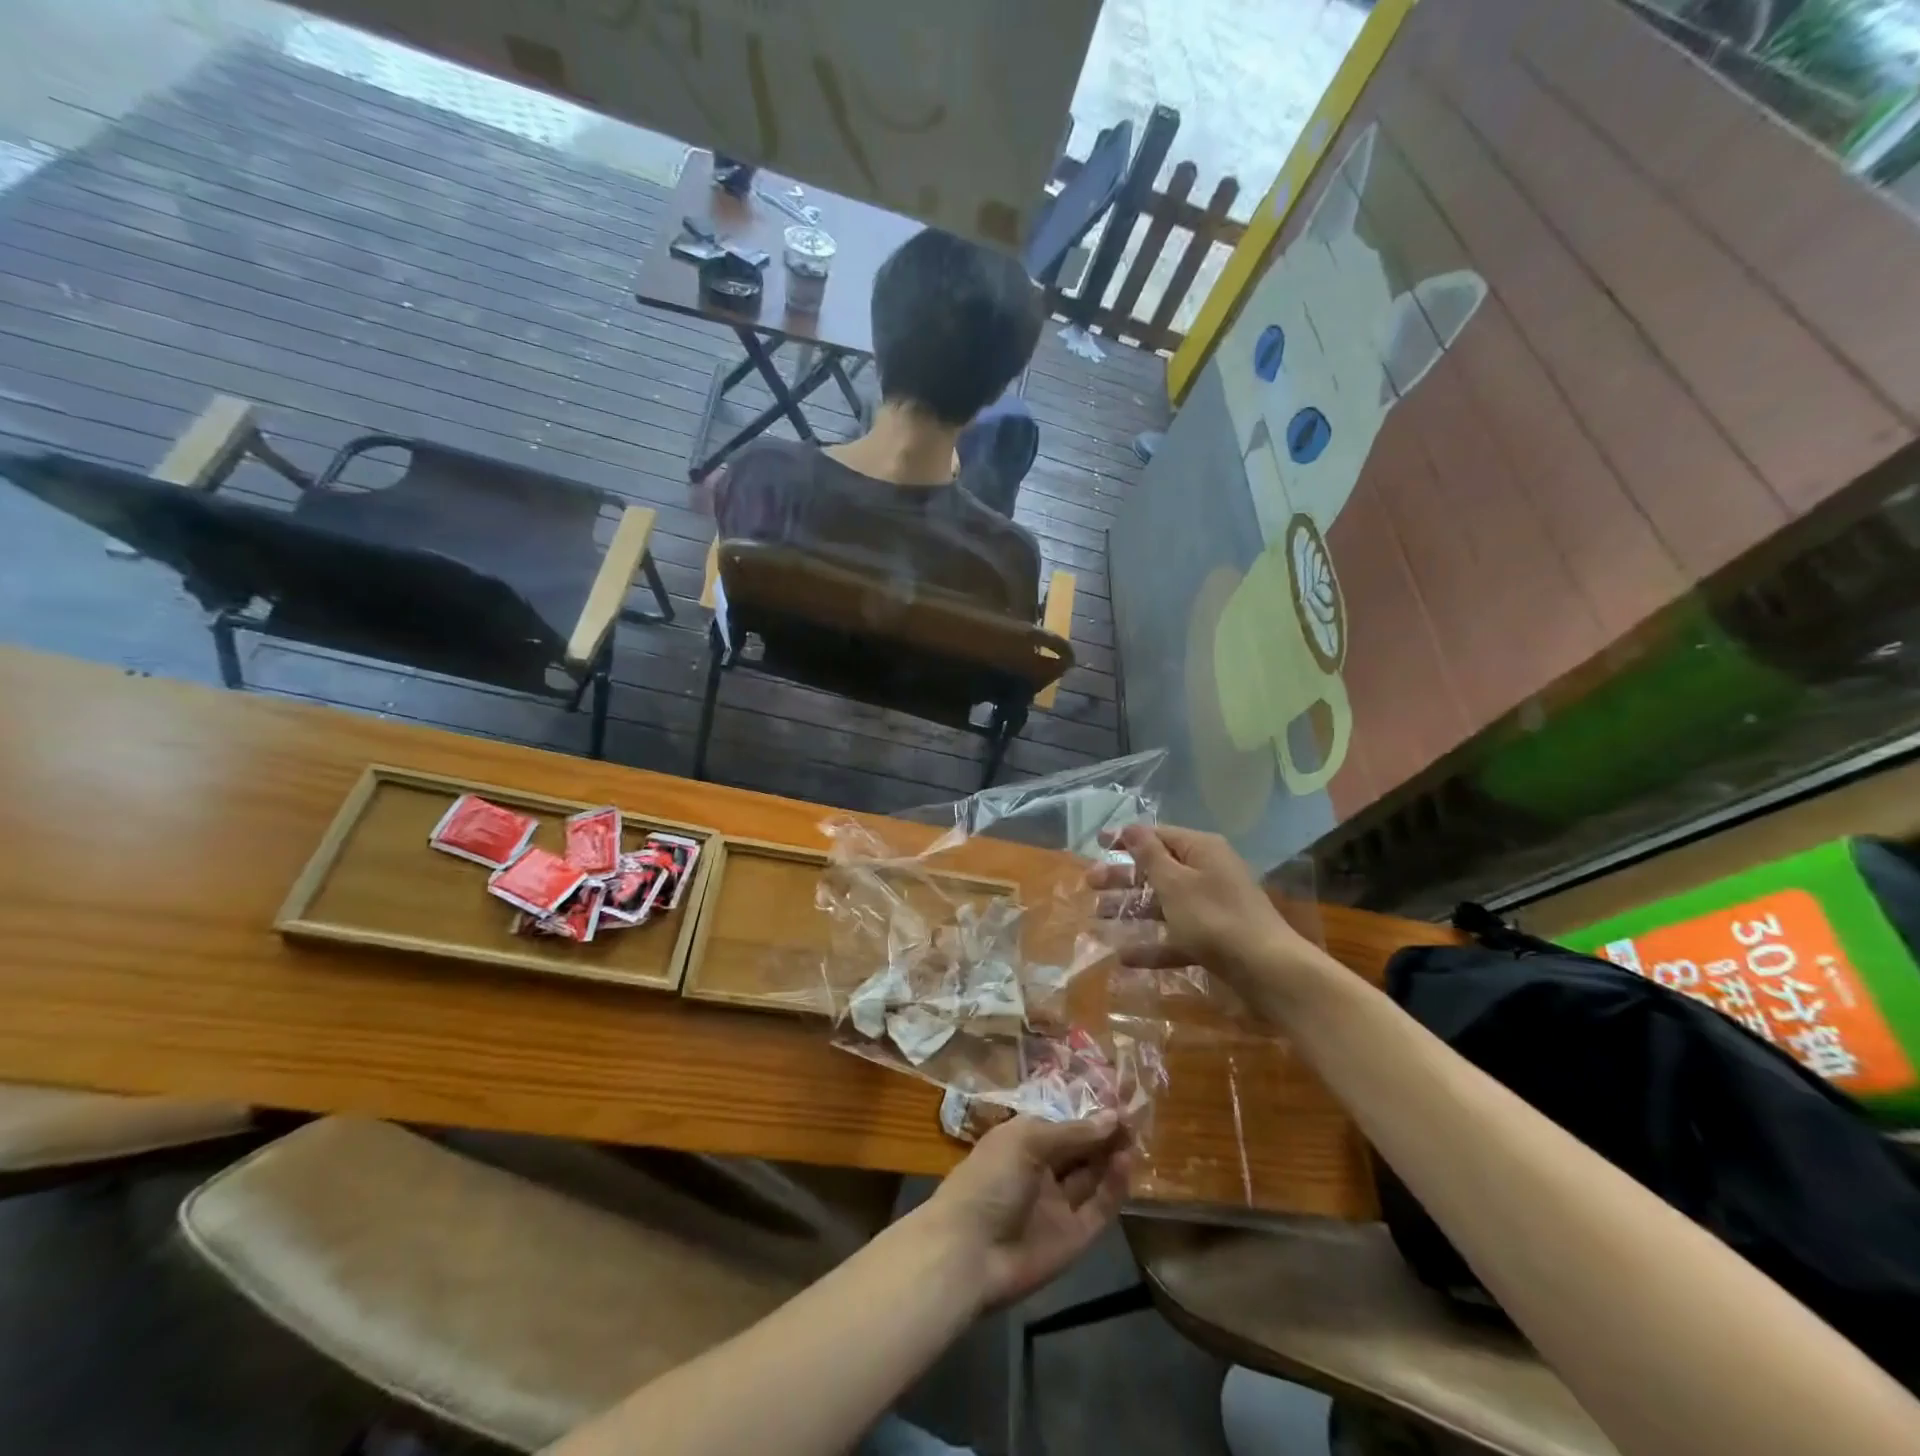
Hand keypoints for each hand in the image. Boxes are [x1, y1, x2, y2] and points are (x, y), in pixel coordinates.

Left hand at [921, 1114, 1132, 1309]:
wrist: (970, 1251)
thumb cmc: (990, 1179)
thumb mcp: (1027, 1141)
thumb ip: (1072, 1132)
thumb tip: (1112, 1116)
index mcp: (1024, 1142)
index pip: (1063, 1124)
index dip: (1088, 1116)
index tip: (1119, 1103)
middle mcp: (1042, 1171)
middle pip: (1081, 1150)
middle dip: (1105, 1134)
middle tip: (1135, 1118)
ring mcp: (1058, 1205)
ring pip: (1092, 1177)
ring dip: (1112, 1157)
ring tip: (1136, 1137)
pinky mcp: (1074, 1237)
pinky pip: (1099, 1208)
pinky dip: (1114, 1187)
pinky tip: (1126, 1163)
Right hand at [1089, 824, 1326, 997]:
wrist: (1268, 970)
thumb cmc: (1215, 917)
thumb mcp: (1175, 882)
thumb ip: (1149, 855)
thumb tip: (1131, 827)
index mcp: (1201, 850)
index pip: (1158, 835)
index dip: (1126, 838)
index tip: (1097, 843)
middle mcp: (1207, 873)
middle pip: (1157, 869)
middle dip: (1122, 877)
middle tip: (1089, 884)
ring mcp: (1211, 907)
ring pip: (1163, 903)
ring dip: (1131, 910)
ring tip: (1097, 919)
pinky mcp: (1214, 939)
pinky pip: (1176, 936)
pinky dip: (1152, 945)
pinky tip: (1125, 958)